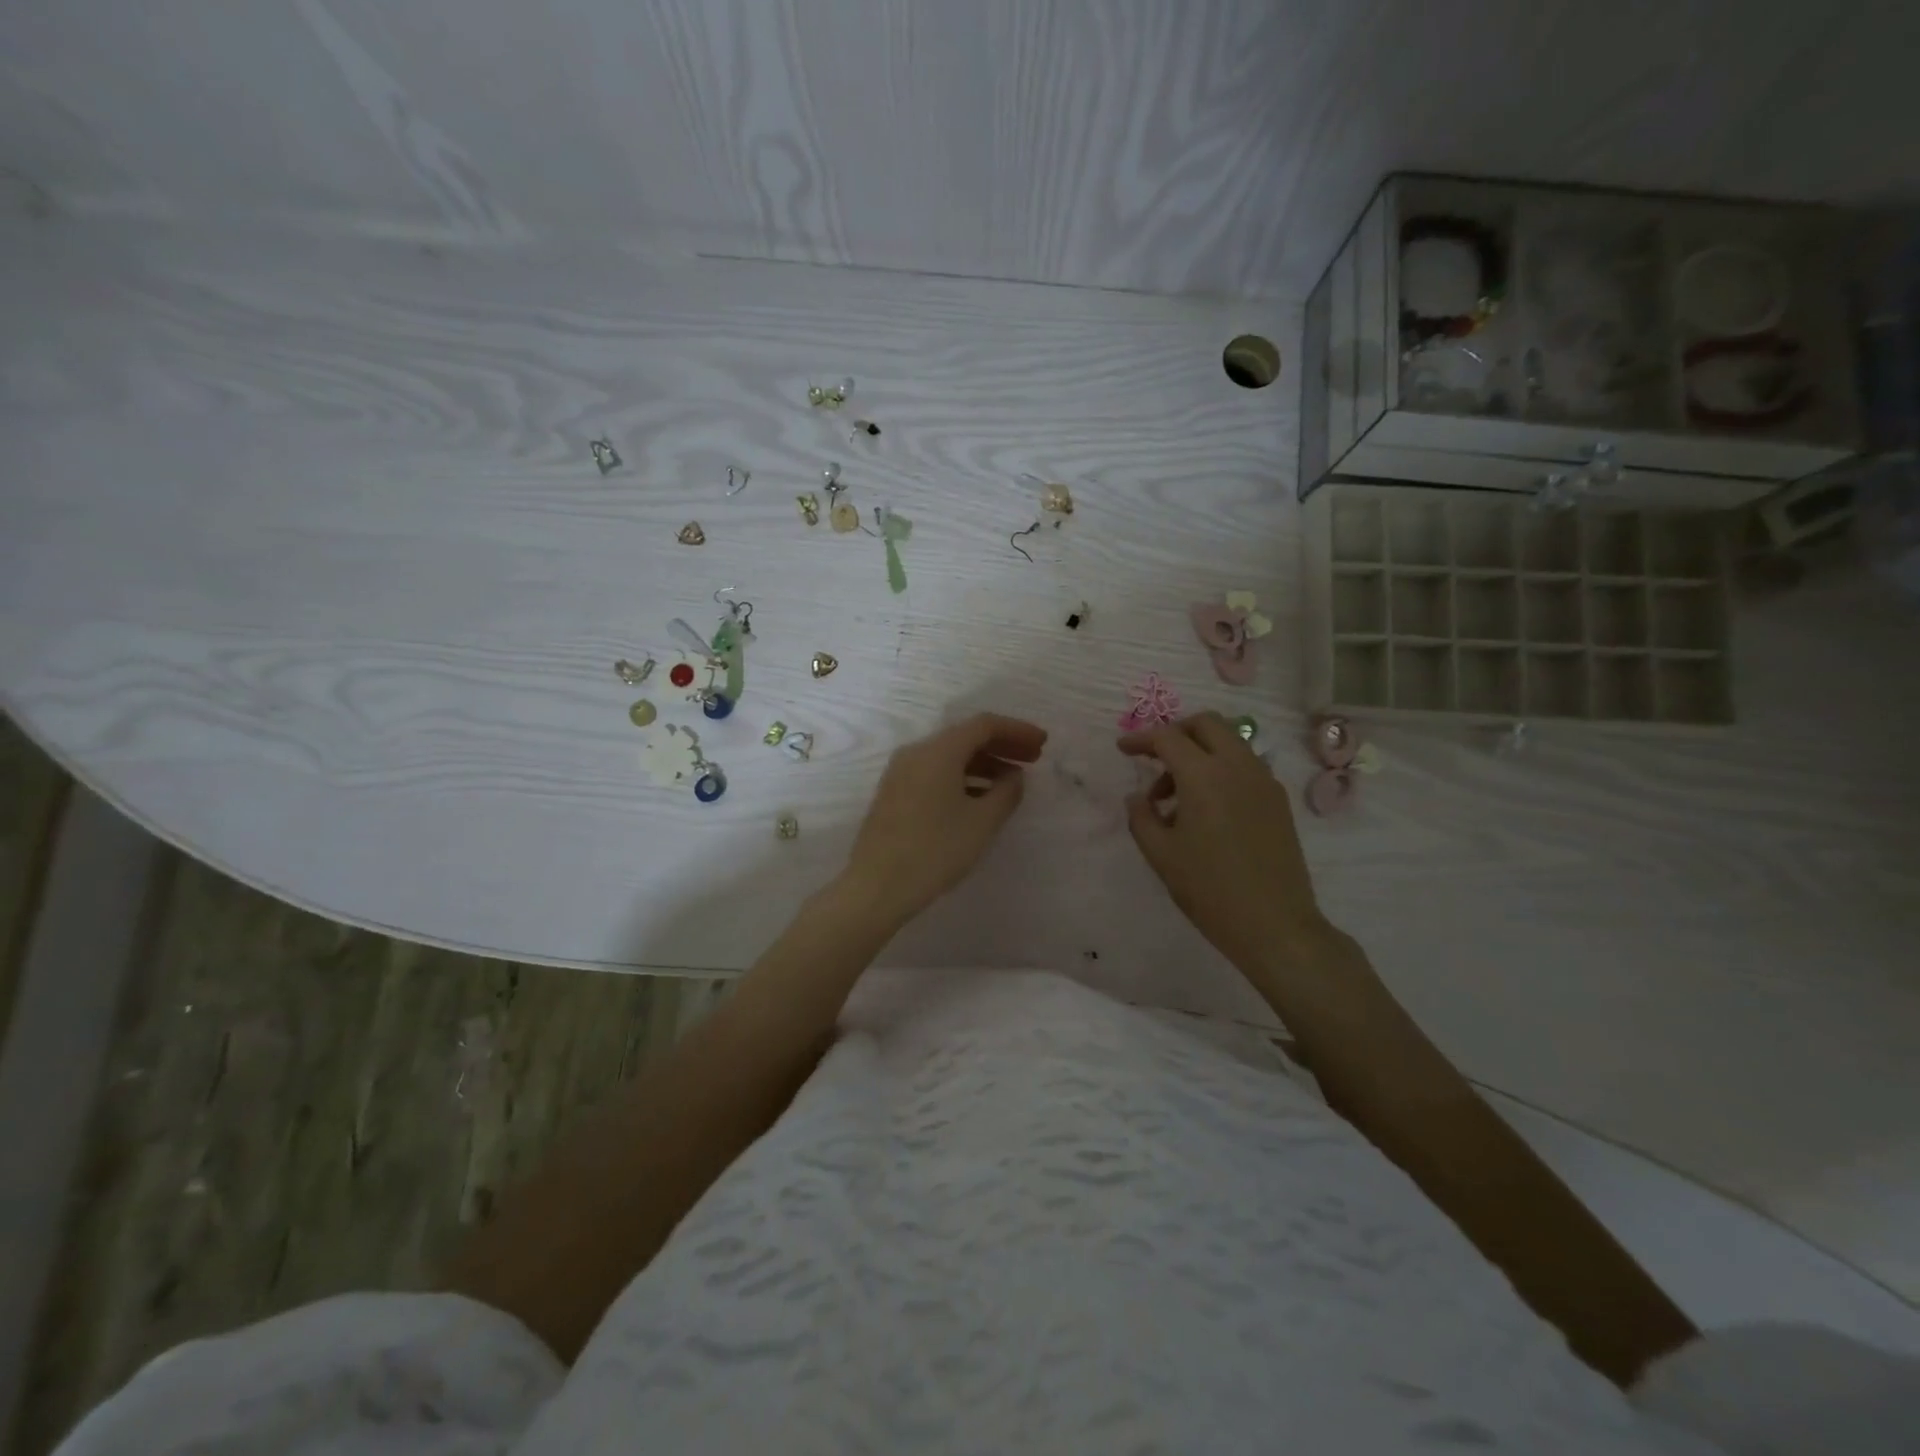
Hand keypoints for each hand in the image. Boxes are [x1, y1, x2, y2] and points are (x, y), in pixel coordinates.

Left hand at [843, 713, 1047, 928]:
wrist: (876, 886)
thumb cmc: (935, 850)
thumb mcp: (982, 822)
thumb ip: (1006, 792)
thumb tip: (1014, 776)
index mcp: (939, 751)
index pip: (984, 725)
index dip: (1017, 730)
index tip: (1042, 744)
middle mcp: (916, 753)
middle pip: (965, 737)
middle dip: (1002, 745)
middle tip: (1033, 759)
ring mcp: (901, 773)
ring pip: (949, 756)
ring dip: (983, 763)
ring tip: (1011, 783)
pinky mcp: (894, 794)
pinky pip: (935, 773)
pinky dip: (962, 777)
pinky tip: (979, 799)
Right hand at [1118, 712, 1325, 976]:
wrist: (1275, 925)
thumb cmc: (1209, 889)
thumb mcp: (1161, 855)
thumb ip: (1141, 817)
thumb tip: (1137, 797)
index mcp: (1204, 775)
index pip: (1168, 737)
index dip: (1141, 739)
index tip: (1122, 749)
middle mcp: (1238, 766)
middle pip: (1206, 724)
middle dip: (1176, 733)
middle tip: (1155, 761)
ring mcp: (1264, 781)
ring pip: (1229, 742)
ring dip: (1199, 753)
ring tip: (1176, 798)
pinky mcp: (1278, 800)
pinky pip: (1245, 766)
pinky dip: (1220, 770)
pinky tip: (1206, 810)